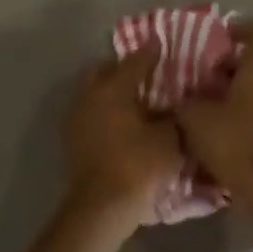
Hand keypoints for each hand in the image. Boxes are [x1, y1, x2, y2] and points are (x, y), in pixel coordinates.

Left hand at [63, 44, 181, 231]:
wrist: (102, 206)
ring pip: (94, 92)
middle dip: (123, 69)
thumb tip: (179, 103)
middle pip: (104, 71)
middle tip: (146, 74)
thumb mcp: (170, 137)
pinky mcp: (73, 139)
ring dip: (112, 91)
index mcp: (113, 88)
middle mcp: (89, 96)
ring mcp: (76, 118)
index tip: (162, 45)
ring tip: (136, 101)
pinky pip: (91, 113)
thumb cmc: (139, 165)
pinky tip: (123, 123)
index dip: (151, 52)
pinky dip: (106, 111)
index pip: (135, 60)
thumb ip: (176, 114)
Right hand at [176, 19, 252, 191]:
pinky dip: (252, 113)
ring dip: (243, 91)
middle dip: (236, 65)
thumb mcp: (195, 117)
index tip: (221, 40)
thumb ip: (188, 99)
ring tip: (215, 107)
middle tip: (208, 79)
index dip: (245, 28)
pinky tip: (229, 131)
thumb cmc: (233, 141)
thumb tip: (185, 97)